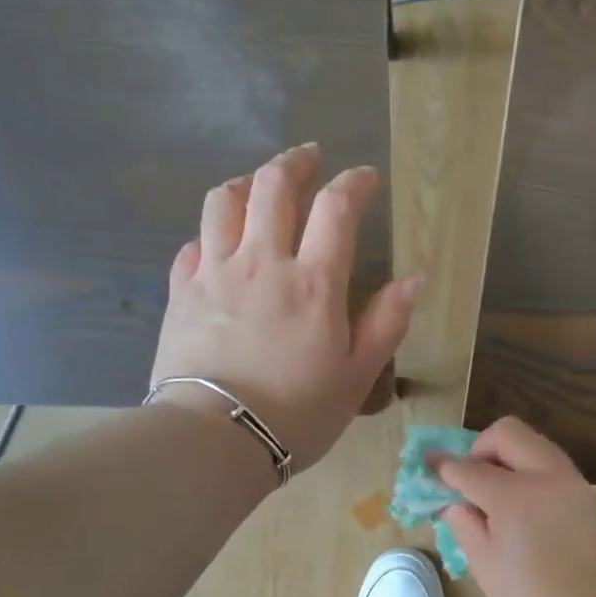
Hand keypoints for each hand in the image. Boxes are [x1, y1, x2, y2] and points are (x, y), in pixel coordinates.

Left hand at [152, 144, 418, 473]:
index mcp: (314, 282)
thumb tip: (414, 280)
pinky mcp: (181, 292)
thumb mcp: (357, 377)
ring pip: (224, 201)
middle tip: (309, 159)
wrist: (218, 437)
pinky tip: (215, 242)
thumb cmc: (298, 413)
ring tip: (257, 185)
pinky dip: (208, 234)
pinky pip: (192, 244)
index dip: (354, 184)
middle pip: (274, 186)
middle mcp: (262, 261)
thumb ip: (386, 324)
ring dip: (245, 183)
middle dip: (295, 164)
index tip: (366, 178)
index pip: (336, 209)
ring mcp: (215, 272)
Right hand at [435, 418, 595, 596]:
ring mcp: (572, 482)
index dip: (444, 465)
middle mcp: (546, 477)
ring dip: (509, 455)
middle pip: (508, 433)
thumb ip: (464, 524)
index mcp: (514, 496)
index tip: (429, 463)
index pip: (469, 468)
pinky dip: (532, 471)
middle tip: (471, 477)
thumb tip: (454, 502)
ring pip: (535, 443)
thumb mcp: (483, 564)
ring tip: (497, 490)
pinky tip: (524, 503)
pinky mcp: (587, 494)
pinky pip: (553, 465)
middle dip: (481, 447)